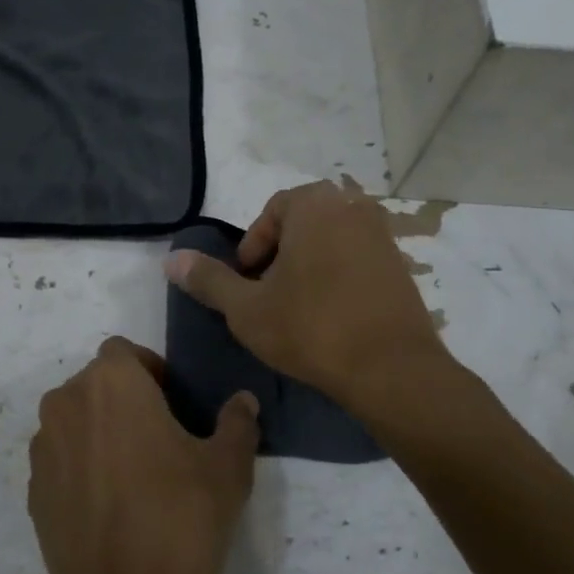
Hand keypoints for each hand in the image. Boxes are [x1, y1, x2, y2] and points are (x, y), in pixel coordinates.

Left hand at [28, 337, 259, 573]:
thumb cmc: (183, 519)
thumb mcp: (227, 467)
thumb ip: (237, 422)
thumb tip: (243, 402)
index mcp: (110, 384)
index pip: (125, 352)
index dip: (151, 371)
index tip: (176, 406)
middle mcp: (65, 405)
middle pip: (97, 385)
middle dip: (127, 401)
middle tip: (164, 441)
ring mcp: (43, 451)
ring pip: (76, 422)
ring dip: (102, 433)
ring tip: (137, 477)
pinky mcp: (33, 493)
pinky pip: (62, 462)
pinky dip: (83, 469)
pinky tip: (112, 509)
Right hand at [163, 181, 448, 408]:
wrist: (391, 369)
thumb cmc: (311, 328)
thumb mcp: (247, 308)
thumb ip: (209, 279)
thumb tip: (172, 260)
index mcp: (315, 205)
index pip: (272, 212)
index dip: (252, 248)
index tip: (247, 282)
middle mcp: (353, 207)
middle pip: (302, 224)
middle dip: (280, 256)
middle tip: (267, 294)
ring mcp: (383, 235)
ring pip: (330, 242)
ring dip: (308, 266)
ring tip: (297, 308)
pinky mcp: (401, 265)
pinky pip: (357, 260)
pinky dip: (338, 277)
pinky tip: (331, 315)